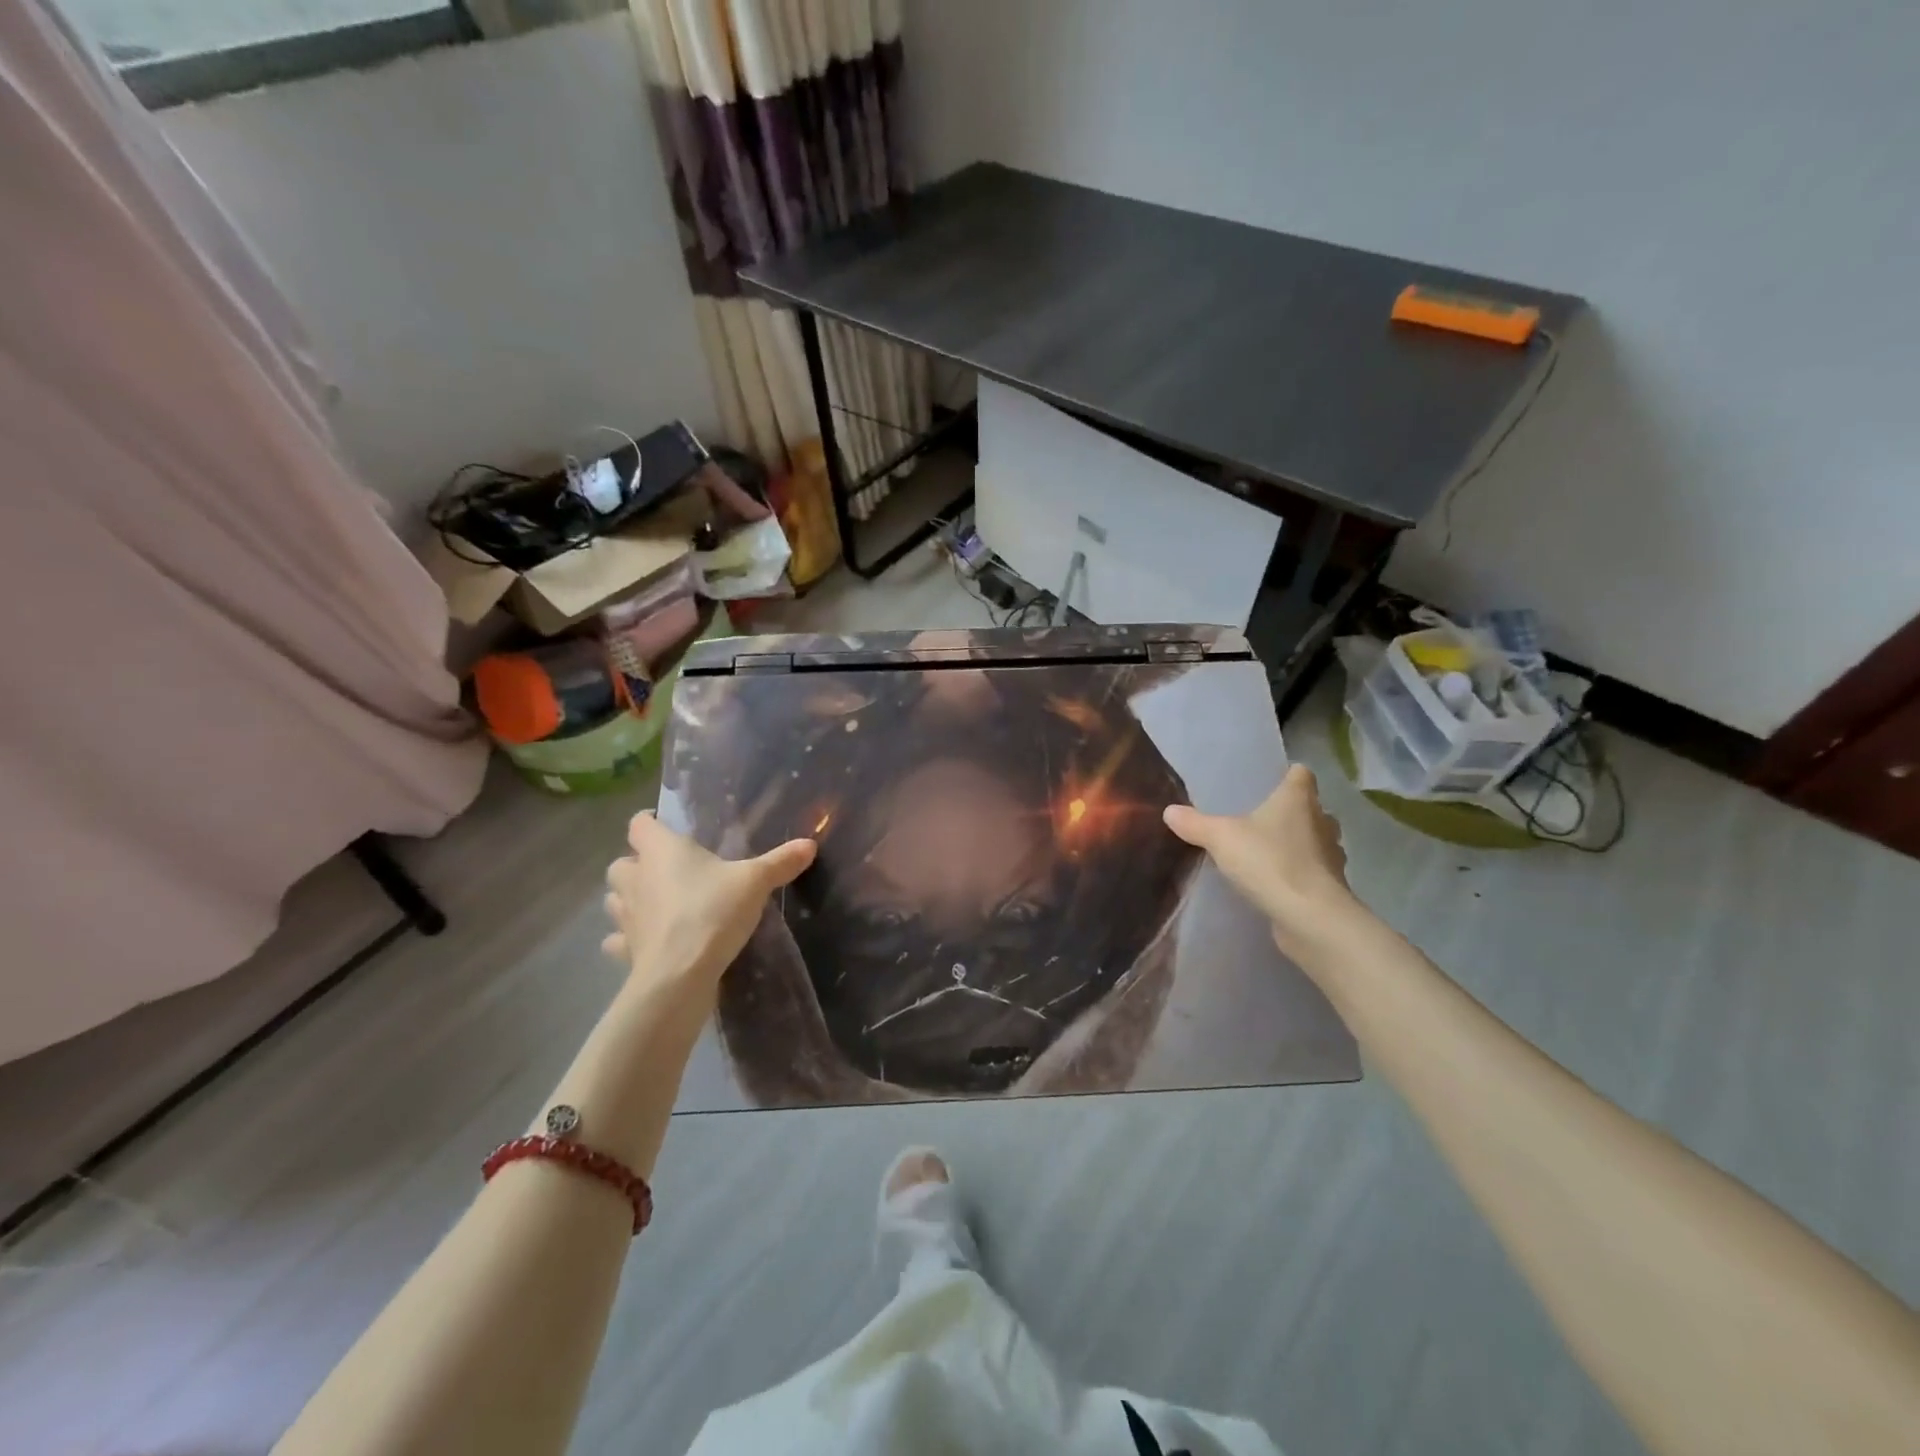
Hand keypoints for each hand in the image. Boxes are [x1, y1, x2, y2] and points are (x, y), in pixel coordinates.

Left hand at [602, 812, 815, 994]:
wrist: (680, 975)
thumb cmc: (712, 912)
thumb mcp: (755, 882)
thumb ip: (780, 862)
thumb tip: (810, 844)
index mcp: (661, 850)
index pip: (639, 824)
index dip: (649, 822)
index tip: (667, 827)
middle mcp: (636, 877)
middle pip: (622, 862)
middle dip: (638, 864)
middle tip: (668, 870)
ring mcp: (625, 916)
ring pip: (615, 899)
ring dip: (630, 898)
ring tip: (657, 904)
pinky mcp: (625, 950)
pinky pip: (618, 939)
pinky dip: (628, 938)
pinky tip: (647, 942)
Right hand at [1164, 765, 1364, 962]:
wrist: (1310, 917)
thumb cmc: (1269, 861)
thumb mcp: (1220, 838)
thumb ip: (1195, 823)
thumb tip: (1170, 811)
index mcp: (1298, 799)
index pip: (1301, 774)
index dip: (1288, 775)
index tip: (1270, 782)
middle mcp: (1322, 822)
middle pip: (1311, 808)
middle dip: (1291, 812)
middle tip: (1261, 819)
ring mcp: (1331, 856)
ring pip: (1315, 840)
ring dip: (1298, 844)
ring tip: (1267, 851)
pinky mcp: (1330, 887)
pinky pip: (1313, 871)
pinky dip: (1298, 873)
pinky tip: (1275, 882)